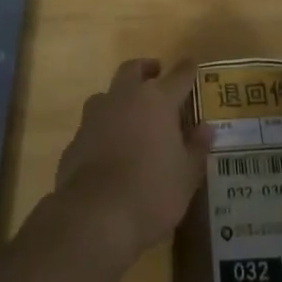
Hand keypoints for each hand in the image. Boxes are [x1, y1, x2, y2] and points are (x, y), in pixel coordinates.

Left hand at [53, 58, 210, 263]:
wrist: (94, 217)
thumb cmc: (151, 193)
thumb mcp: (186, 176)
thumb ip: (196, 148)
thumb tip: (205, 128)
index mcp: (157, 101)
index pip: (178, 75)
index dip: (187, 69)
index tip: (192, 64)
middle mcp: (124, 98)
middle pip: (134, 69)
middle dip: (146, 69)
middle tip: (156, 75)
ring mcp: (95, 116)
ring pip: (108, 94)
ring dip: (120, 98)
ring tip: (131, 115)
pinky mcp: (75, 139)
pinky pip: (93, 125)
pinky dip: (104, 129)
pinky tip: (110, 149)